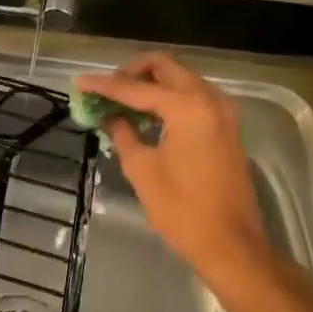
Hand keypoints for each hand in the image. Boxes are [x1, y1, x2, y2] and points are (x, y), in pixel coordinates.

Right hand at [76, 53, 270, 275]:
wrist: (231, 244)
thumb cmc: (182, 209)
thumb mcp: (142, 170)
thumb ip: (123, 133)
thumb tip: (110, 116)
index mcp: (187, 107)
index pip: (136, 87)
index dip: (105, 85)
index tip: (80, 83)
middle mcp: (209, 99)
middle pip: (165, 67)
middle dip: (132, 72)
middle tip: (107, 89)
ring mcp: (223, 112)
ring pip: (182, 78)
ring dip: (152, 83)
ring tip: (123, 102)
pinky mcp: (227, 127)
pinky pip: (194, 96)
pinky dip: (170, 97)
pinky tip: (148, 115)